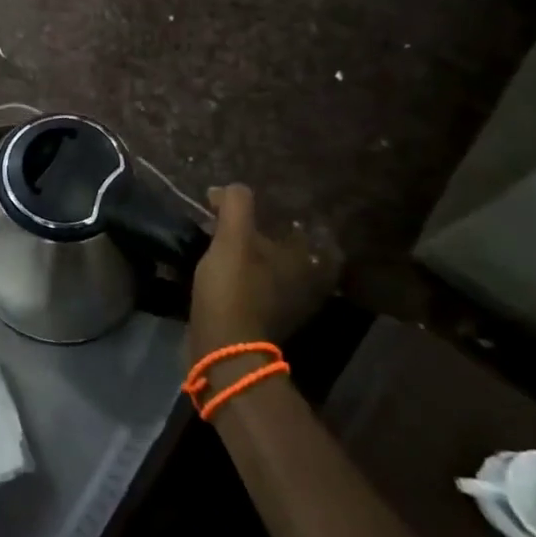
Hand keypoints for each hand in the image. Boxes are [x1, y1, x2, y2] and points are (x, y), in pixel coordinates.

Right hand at [187, 185, 340, 364]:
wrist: (222, 348)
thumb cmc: (234, 289)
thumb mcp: (232, 239)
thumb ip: (236, 205)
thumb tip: (228, 189)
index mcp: (303, 261)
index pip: (313, 230)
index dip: (293, 215)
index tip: (266, 205)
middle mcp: (304, 283)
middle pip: (291, 250)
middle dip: (268, 234)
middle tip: (240, 220)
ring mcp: (285, 305)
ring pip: (273, 270)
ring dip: (254, 256)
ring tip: (226, 241)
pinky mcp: (263, 319)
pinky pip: (258, 287)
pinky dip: (245, 276)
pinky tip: (223, 268)